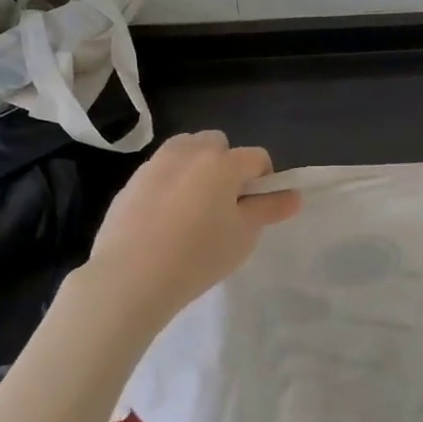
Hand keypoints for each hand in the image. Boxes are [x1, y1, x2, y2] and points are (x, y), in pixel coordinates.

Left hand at [83, 130, 300, 327]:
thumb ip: (269, 209)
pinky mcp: (131, 181)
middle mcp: (189, 152)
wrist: (129, 277)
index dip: (264, 180)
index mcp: (222, 162)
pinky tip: (164, 220)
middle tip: (223, 205)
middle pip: (218, 144)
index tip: (255, 209)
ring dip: (196, 168)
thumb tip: (294, 195)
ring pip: (186, 151)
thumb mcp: (243, 236)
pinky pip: (161, 171)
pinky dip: (170, 183)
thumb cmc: (198, 256)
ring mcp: (156, 163)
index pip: (257, 157)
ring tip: (193, 208)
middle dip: (226, 165)